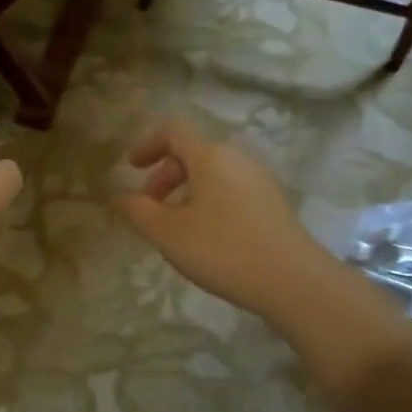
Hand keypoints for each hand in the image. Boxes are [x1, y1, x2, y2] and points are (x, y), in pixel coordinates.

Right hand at [115, 117, 347, 324]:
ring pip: (212, 173)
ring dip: (185, 190)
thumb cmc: (222, 250)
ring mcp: (259, 180)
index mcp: (210, 156)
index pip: (173, 130)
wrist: (293, 281)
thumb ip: (138, 211)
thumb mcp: (168, 233)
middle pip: (193, 152)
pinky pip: (230, 189)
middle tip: (149, 207)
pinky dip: (208, 200)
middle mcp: (237, 158)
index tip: (131, 168)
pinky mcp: (272, 203)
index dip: (147, 144)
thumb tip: (119, 197)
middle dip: (164, 175)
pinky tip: (205, 236)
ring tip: (174, 226)